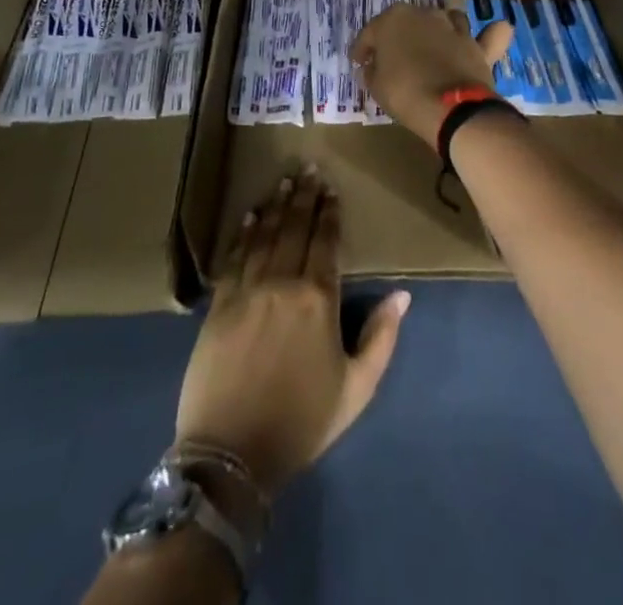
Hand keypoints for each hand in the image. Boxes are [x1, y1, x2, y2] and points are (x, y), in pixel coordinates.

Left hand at [175, 167, 407, 496]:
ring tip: (284, 181)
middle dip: (304, 197)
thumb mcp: (357, 389)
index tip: (330, 189)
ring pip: (265, 236)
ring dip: (276, 206)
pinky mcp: (219, 304)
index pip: (326, 242)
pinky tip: (251, 216)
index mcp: (319, 299)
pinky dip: (244, 234)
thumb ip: (381, 338)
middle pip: (295, 229)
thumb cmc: (302, 422)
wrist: (232, 454)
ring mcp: (248, 290)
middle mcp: (283, 283)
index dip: (329, 214)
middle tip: (308, 169)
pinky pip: (235, 258)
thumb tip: (402, 295)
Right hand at [350, 4, 513, 147]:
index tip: (359, 62)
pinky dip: (491, 34)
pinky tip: (493, 33)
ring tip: (432, 50)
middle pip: (408, 23)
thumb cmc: (404, 92)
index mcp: (394, 18)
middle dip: (400, 38)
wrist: (450, 106)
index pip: (371, 32)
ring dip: (437, 32)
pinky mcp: (478, 45)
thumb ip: (372, 71)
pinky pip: (488, 35)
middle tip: (393, 60)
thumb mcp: (376, 86)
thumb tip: (372, 67)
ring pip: (445, 21)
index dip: (363, 49)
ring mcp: (454, 27)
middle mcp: (425, 14)